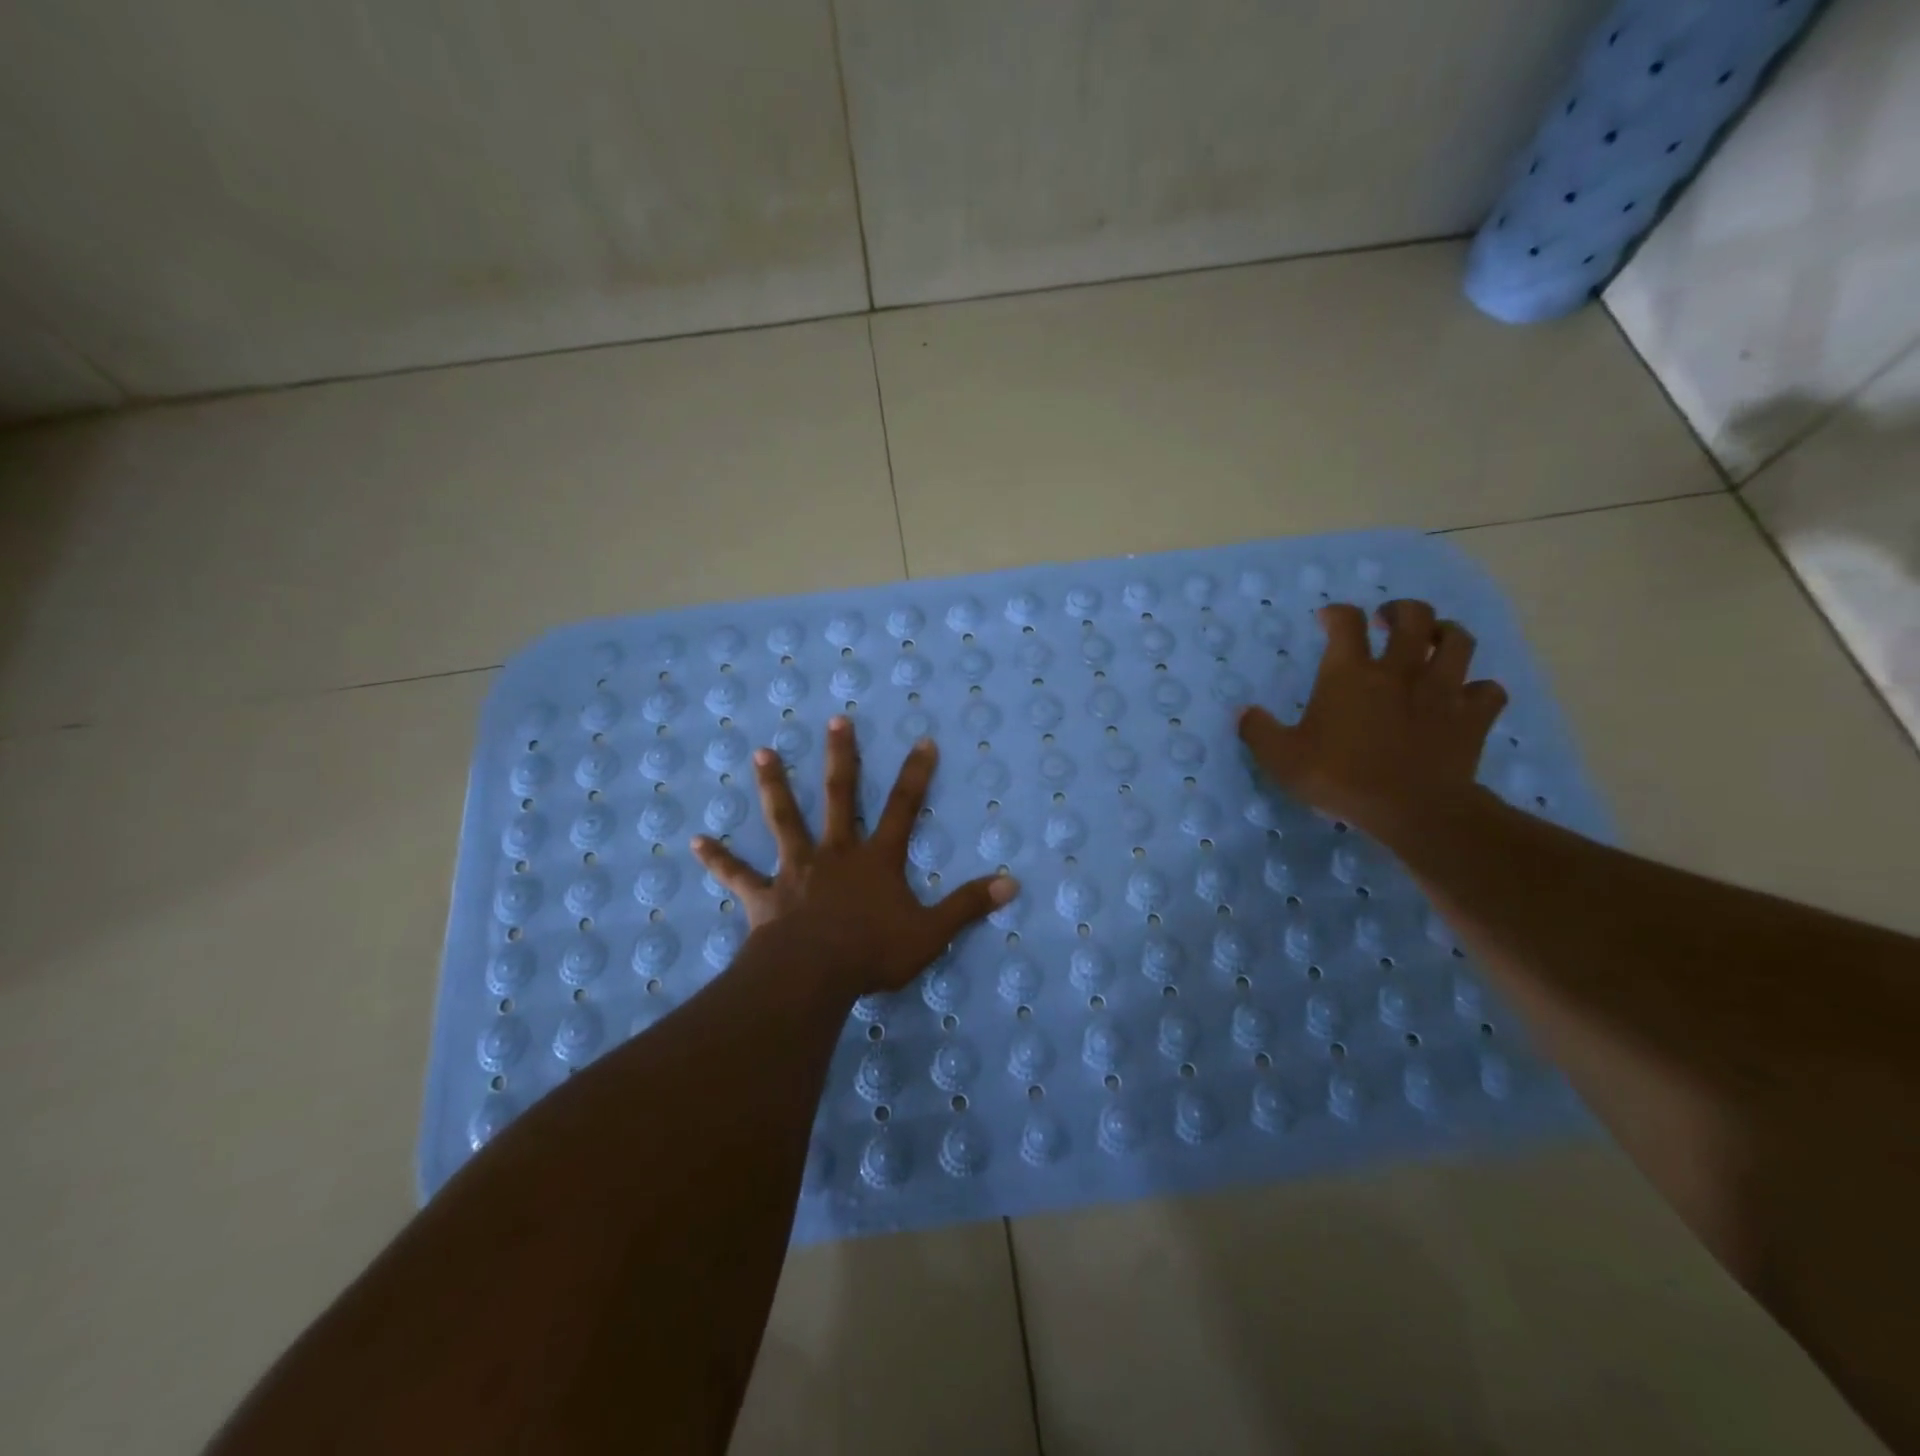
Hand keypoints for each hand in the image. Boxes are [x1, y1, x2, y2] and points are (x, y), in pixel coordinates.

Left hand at [691, 716, 1018, 995]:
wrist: (811, 977)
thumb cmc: (872, 954)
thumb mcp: (931, 933)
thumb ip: (968, 906)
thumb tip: (1012, 883)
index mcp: (876, 860)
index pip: (903, 808)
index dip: (916, 775)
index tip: (923, 740)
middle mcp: (835, 853)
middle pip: (840, 797)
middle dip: (841, 758)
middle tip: (836, 720)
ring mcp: (796, 870)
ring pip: (784, 819)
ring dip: (774, 787)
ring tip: (761, 754)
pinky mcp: (765, 895)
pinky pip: (737, 874)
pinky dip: (717, 859)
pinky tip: (694, 841)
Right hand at [1238, 599, 1507, 843]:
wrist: (1412, 809)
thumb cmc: (1340, 777)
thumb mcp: (1282, 759)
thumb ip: (1258, 731)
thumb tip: (1245, 712)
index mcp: (1350, 673)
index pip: (1346, 621)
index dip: (1337, 613)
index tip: (1328, 619)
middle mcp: (1399, 670)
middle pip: (1414, 616)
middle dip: (1400, 610)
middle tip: (1387, 620)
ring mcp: (1442, 690)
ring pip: (1458, 641)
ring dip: (1445, 635)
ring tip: (1432, 644)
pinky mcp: (1473, 716)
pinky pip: (1487, 690)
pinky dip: (1478, 689)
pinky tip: (1465, 697)